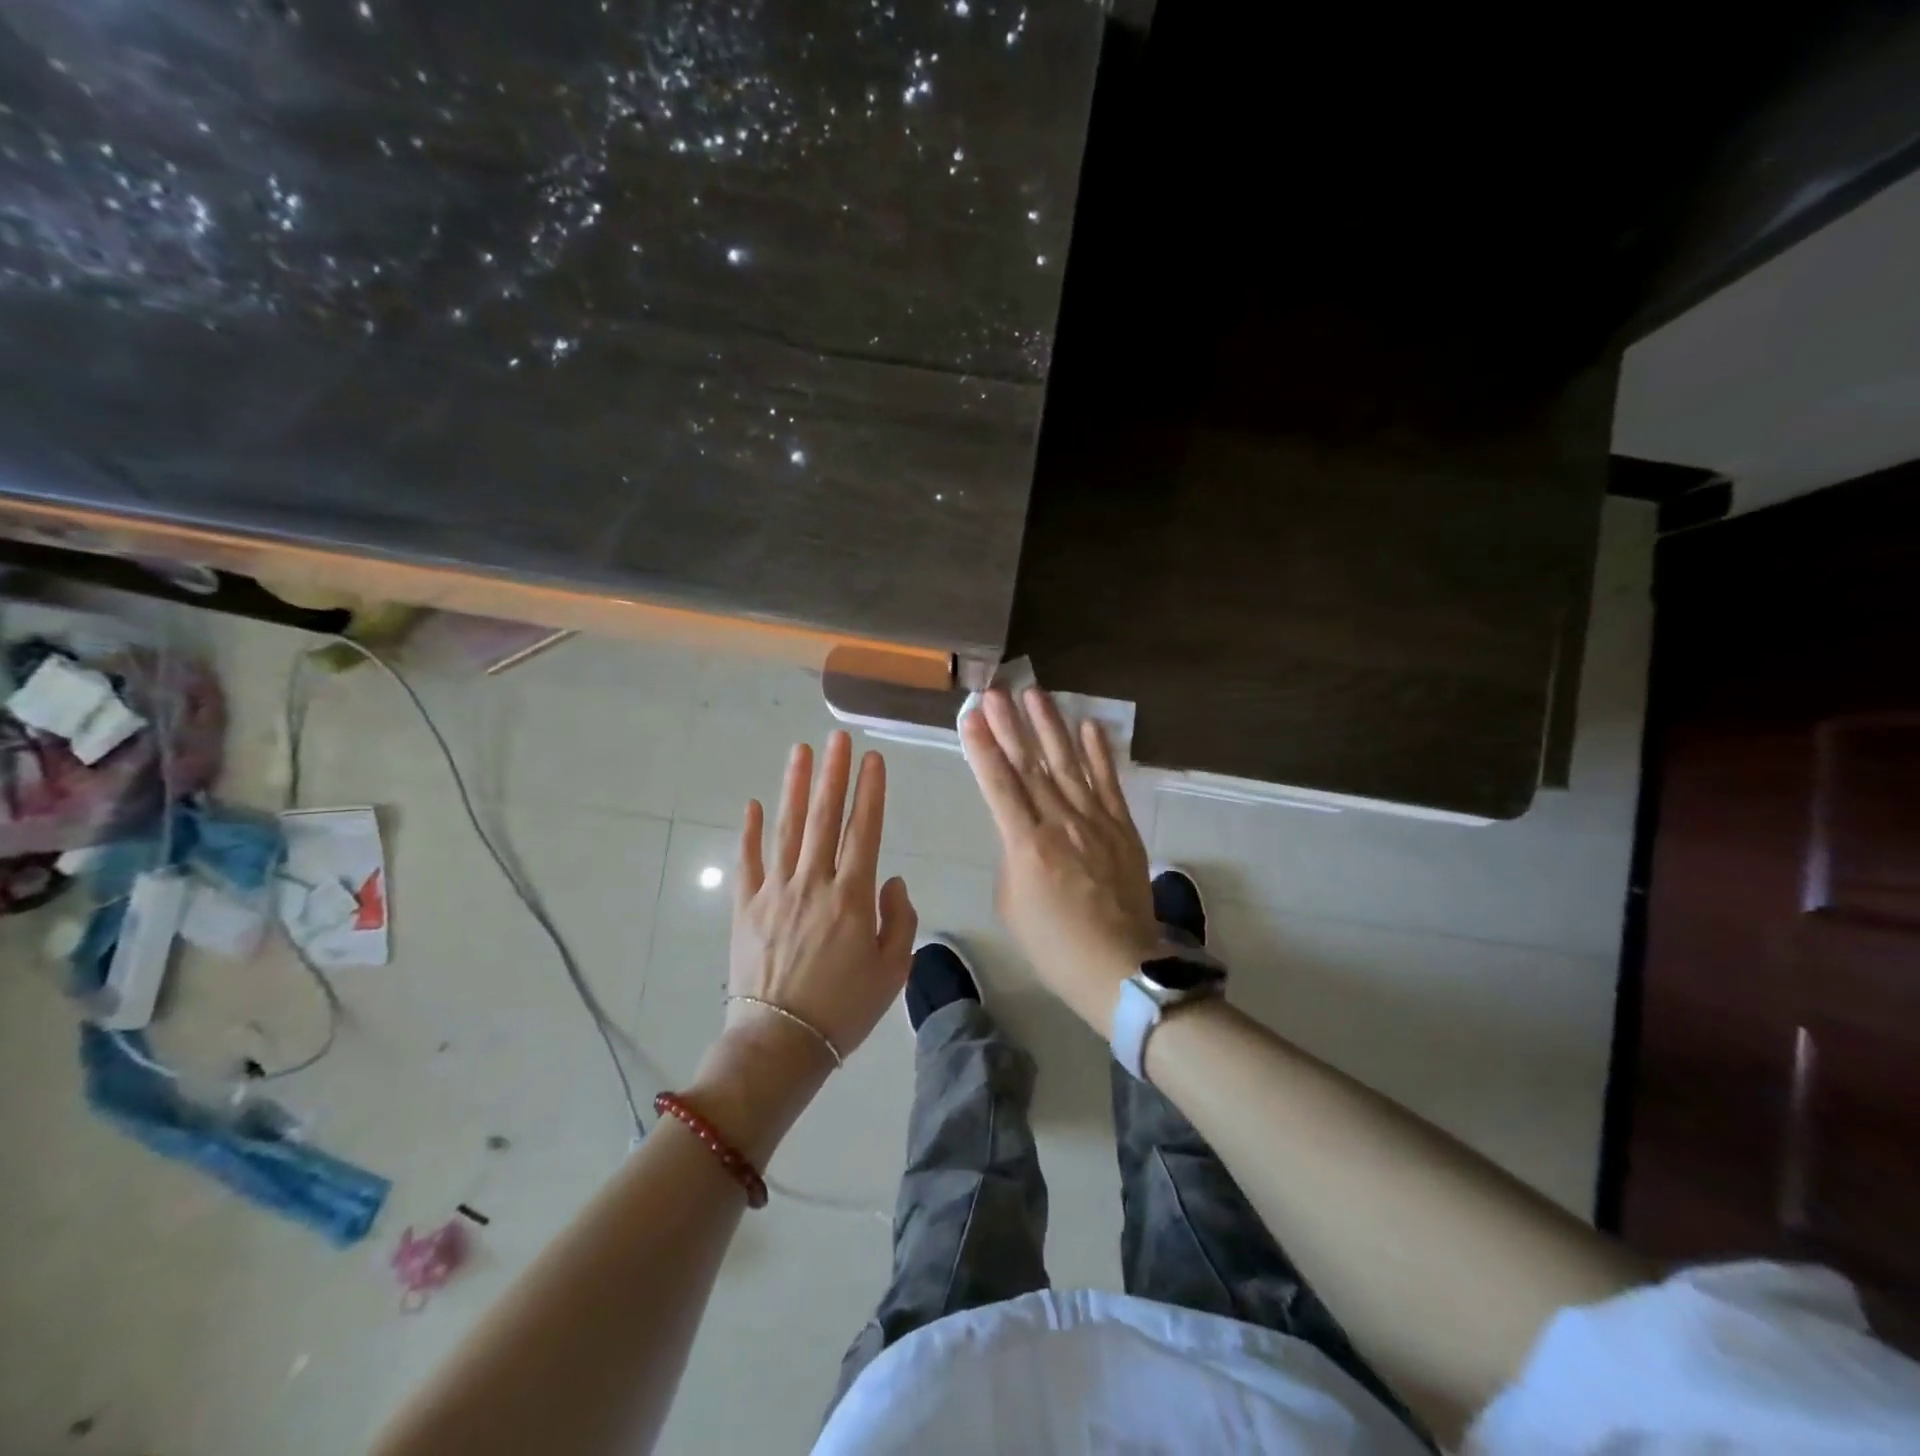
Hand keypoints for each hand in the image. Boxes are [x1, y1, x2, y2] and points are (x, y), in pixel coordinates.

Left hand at [724, 730, 917, 1068]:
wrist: (781, 1044)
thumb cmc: (845, 1010)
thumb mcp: (892, 970)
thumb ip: (899, 918)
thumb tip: (890, 878)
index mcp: (852, 896)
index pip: (864, 830)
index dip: (870, 792)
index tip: (873, 760)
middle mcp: (813, 882)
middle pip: (824, 817)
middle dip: (833, 774)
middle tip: (836, 738)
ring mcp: (774, 891)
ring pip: (787, 828)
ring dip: (794, 787)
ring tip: (799, 751)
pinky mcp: (745, 907)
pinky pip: (747, 861)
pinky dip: (748, 832)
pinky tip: (752, 804)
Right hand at [961, 687, 1160, 1030]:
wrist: (1119, 966)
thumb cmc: (1054, 944)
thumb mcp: (1011, 903)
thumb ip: (1012, 857)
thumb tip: (1021, 831)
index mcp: (1026, 844)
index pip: (999, 785)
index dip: (983, 747)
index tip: (971, 715)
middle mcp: (1060, 822)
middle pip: (1030, 765)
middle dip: (1010, 725)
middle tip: (995, 691)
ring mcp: (1096, 821)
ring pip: (1069, 764)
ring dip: (1051, 727)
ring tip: (1035, 694)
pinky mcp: (1122, 828)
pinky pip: (1109, 783)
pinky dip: (1099, 753)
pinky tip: (1090, 726)